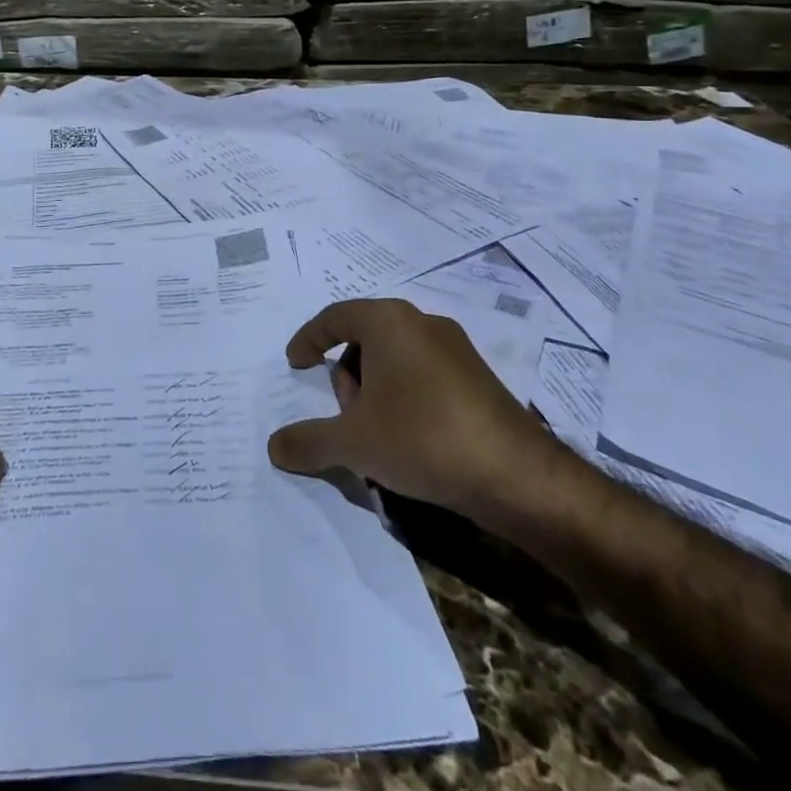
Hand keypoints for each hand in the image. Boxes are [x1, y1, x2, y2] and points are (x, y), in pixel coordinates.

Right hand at [265, 298, 574, 520]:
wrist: (516, 473)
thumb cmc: (422, 438)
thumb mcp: (353, 442)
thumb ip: (308, 441)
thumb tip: (274, 447)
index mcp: (388, 321)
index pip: (334, 316)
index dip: (308, 339)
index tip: (295, 364)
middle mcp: (421, 321)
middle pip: (365, 336)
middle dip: (346, 374)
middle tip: (345, 415)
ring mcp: (455, 346)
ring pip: (396, 356)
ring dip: (375, 387)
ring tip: (377, 434)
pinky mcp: (478, 374)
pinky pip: (424, 372)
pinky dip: (405, 395)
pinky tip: (410, 438)